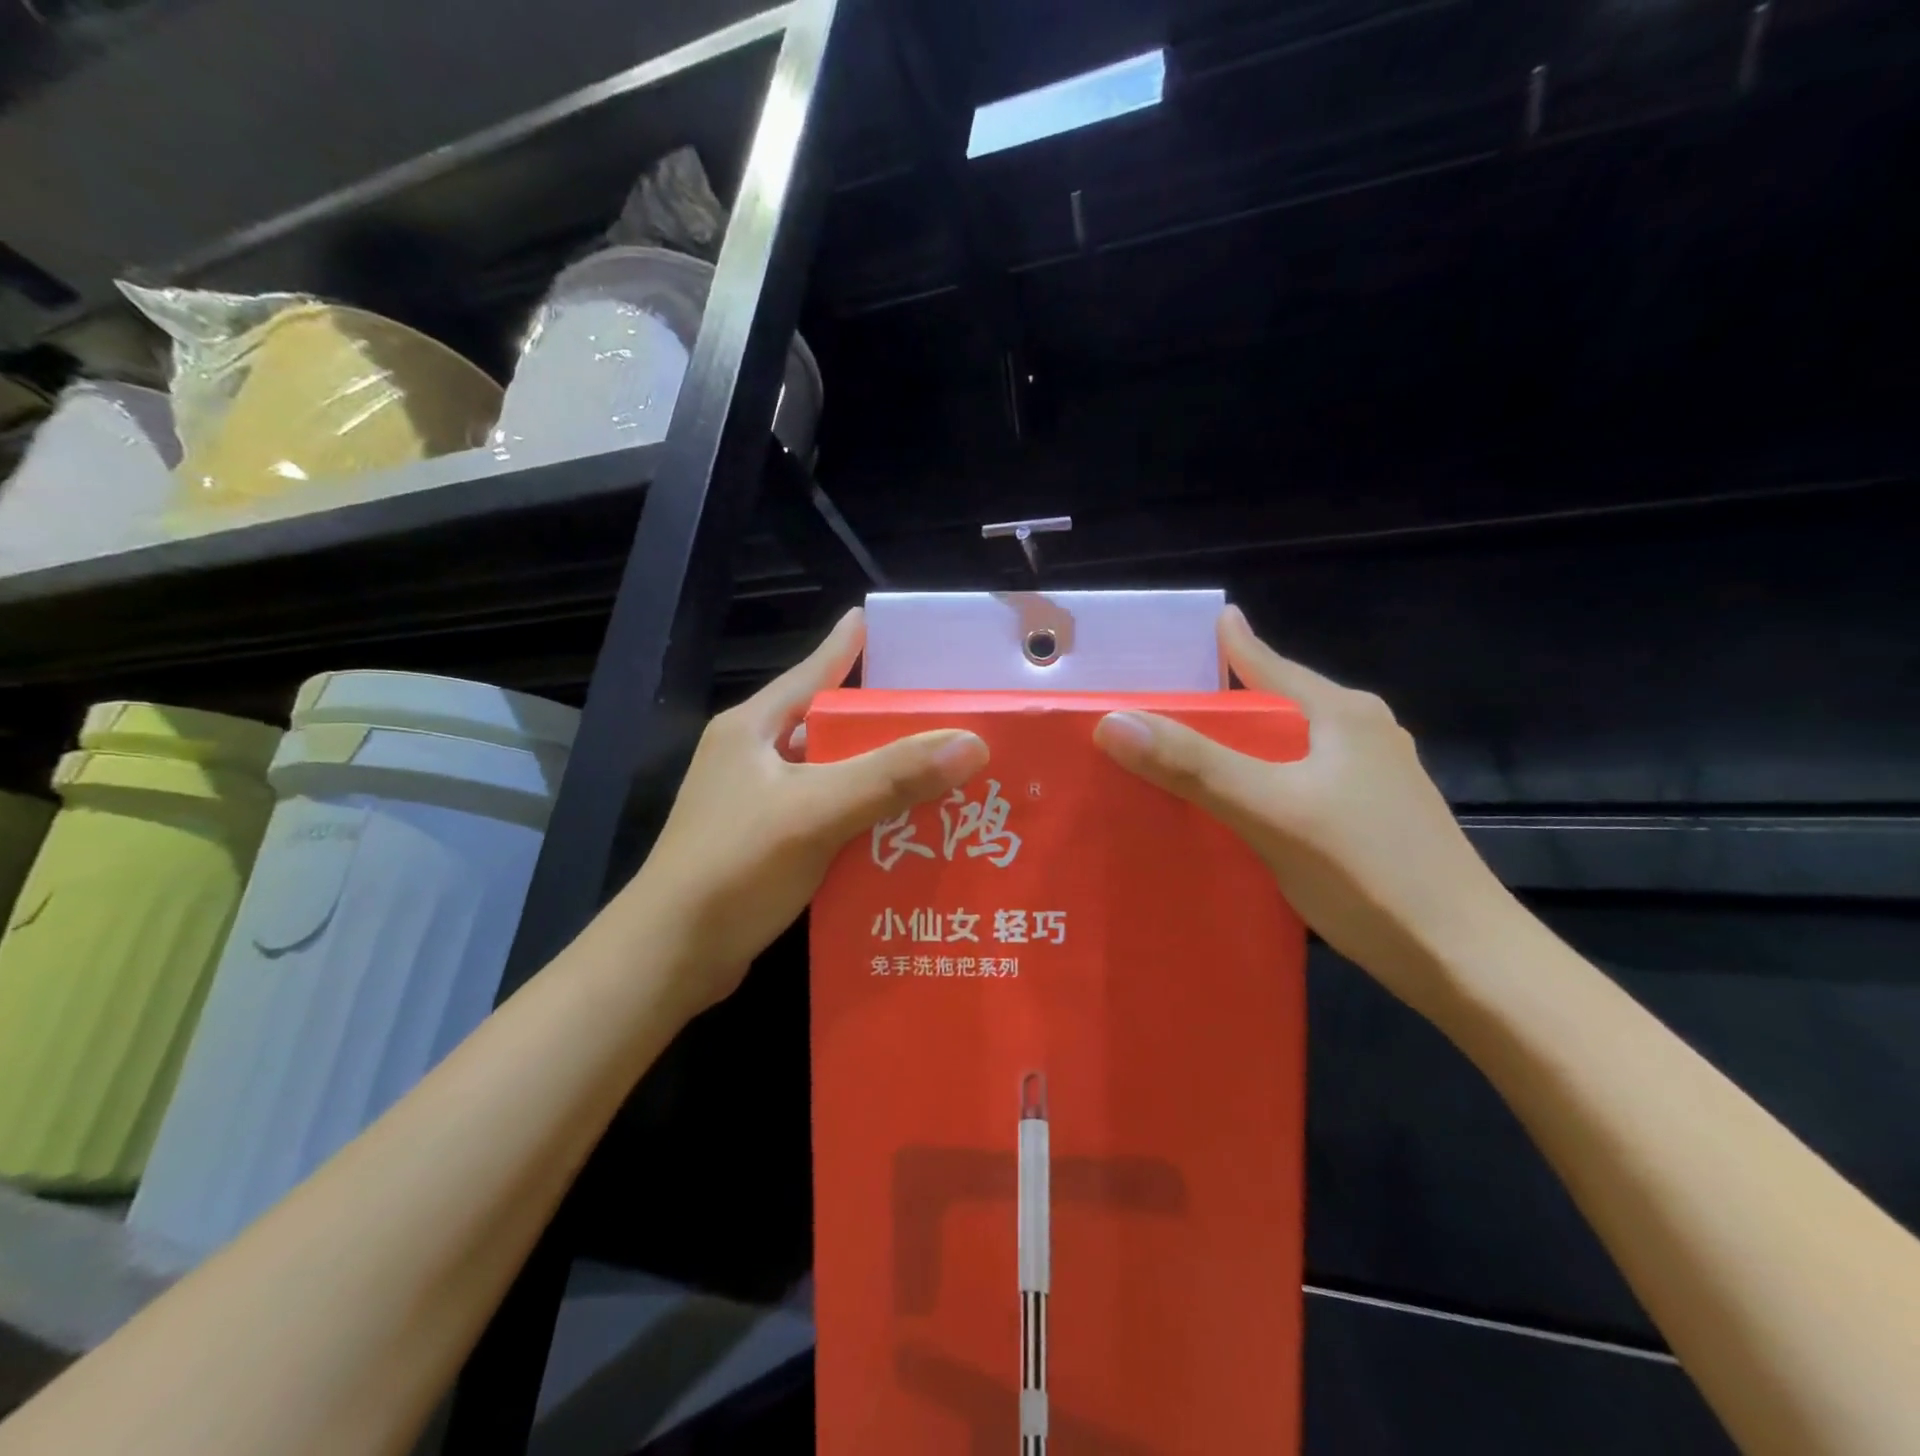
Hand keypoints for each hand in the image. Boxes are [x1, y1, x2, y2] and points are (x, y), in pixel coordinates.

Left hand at [628, 609, 989, 1011]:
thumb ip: (892, 776)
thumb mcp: (817, 811)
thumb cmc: (734, 867)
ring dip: (877, 778)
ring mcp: (755, 805)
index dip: (844, 647)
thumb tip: (971, 743)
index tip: (875, 620)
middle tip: (940, 716)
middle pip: (827, 728)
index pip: (809, 674)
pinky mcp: (764, 846)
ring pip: (830, 777)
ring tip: (936, 774)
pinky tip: (902, 832)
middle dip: (881, 724)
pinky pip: (826, 818)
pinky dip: (862, 820)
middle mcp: (751, 759)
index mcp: (753, 730)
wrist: (669, 957)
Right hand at [1093, 607, 1513, 1018]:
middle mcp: (1361, 735)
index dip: (1225, 645)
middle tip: (1157, 702)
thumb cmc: (1370, 872)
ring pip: (1287, 746)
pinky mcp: (1370, 821)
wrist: (1467, 962)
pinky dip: (1257, 783)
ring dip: (1237, 746)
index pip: (1268, 662)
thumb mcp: (1271, 811)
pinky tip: (1232, 807)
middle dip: (1220, 700)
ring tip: (1181, 754)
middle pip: (1275, 703)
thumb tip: (1111, 720)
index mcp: (1342, 714)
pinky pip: (1296, 783)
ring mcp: (1371, 780)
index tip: (1178, 633)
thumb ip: (1193, 765)